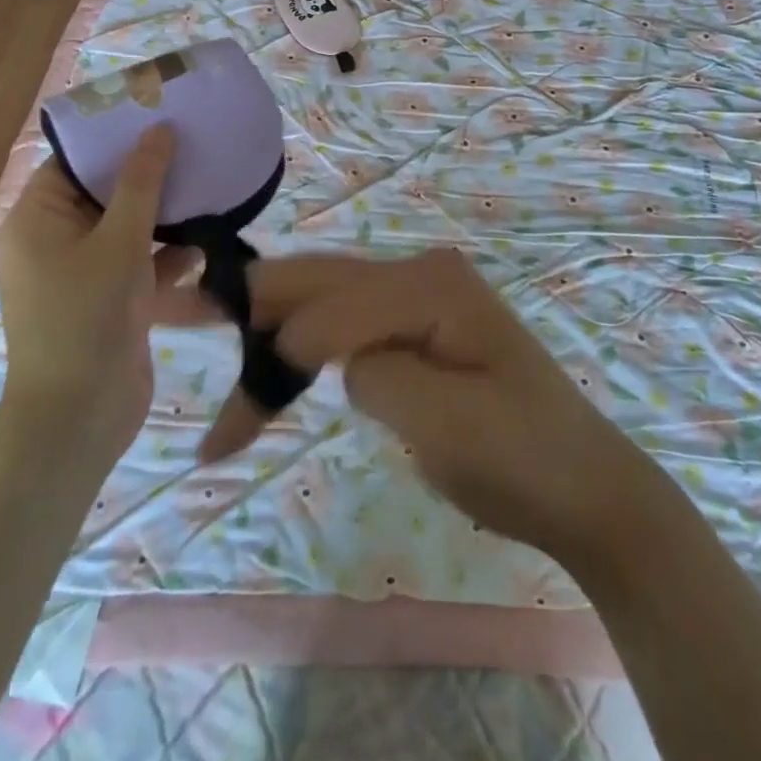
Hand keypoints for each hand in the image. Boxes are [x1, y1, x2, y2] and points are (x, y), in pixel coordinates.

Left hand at [0, 126, 207, 454]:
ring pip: (126, 228)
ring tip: (207, 187)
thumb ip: (141, 183)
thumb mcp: (119, 242)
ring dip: (163, 215)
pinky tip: (205, 243)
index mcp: (37, 220)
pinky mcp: (108, 300)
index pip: (73, 163)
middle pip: (103, 193)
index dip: (114, 139)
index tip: (158, 117)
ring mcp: (82, 273)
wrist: (80, 418)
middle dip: (148, 176)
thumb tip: (158, 130)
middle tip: (191, 146)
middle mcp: (53, 241)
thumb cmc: (88, 317)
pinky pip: (138, 262)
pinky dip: (166, 254)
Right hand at [199, 248, 658, 564]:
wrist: (585, 487)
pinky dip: (301, 349)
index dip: (282, 350)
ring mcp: (417, 297)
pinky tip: (268, 364)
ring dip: (269, 330)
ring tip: (205, 331)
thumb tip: (329, 354)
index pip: (334, 305)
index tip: (238, 412)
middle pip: (318, 281)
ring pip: (323, 300)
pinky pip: (344, 325)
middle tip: (175, 306)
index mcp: (430, 285)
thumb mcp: (443, 421)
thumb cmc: (520, 458)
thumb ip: (375, 371)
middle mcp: (419, 273)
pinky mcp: (415, 327)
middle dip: (250, 303)